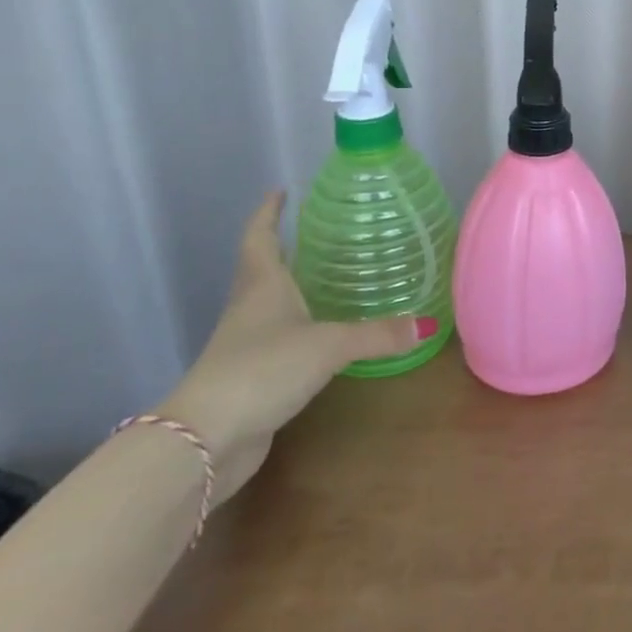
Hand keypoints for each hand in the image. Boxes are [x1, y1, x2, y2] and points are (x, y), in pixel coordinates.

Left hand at [158, 193, 433, 501]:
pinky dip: (301, 328)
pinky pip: (281, 339)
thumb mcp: (329, 345)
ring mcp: (247, 344)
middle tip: (321, 232)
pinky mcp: (252, 376)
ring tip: (330, 277)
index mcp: (262, 287)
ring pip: (271, 305)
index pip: (260, 238)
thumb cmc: (263, 369)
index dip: (268, 213)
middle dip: (285, 248)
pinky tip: (326, 333)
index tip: (280, 192)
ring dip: (293, 289)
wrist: (205, 439)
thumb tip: (426, 323)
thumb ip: (377, 334)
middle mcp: (251, 309)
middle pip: (262, 268)